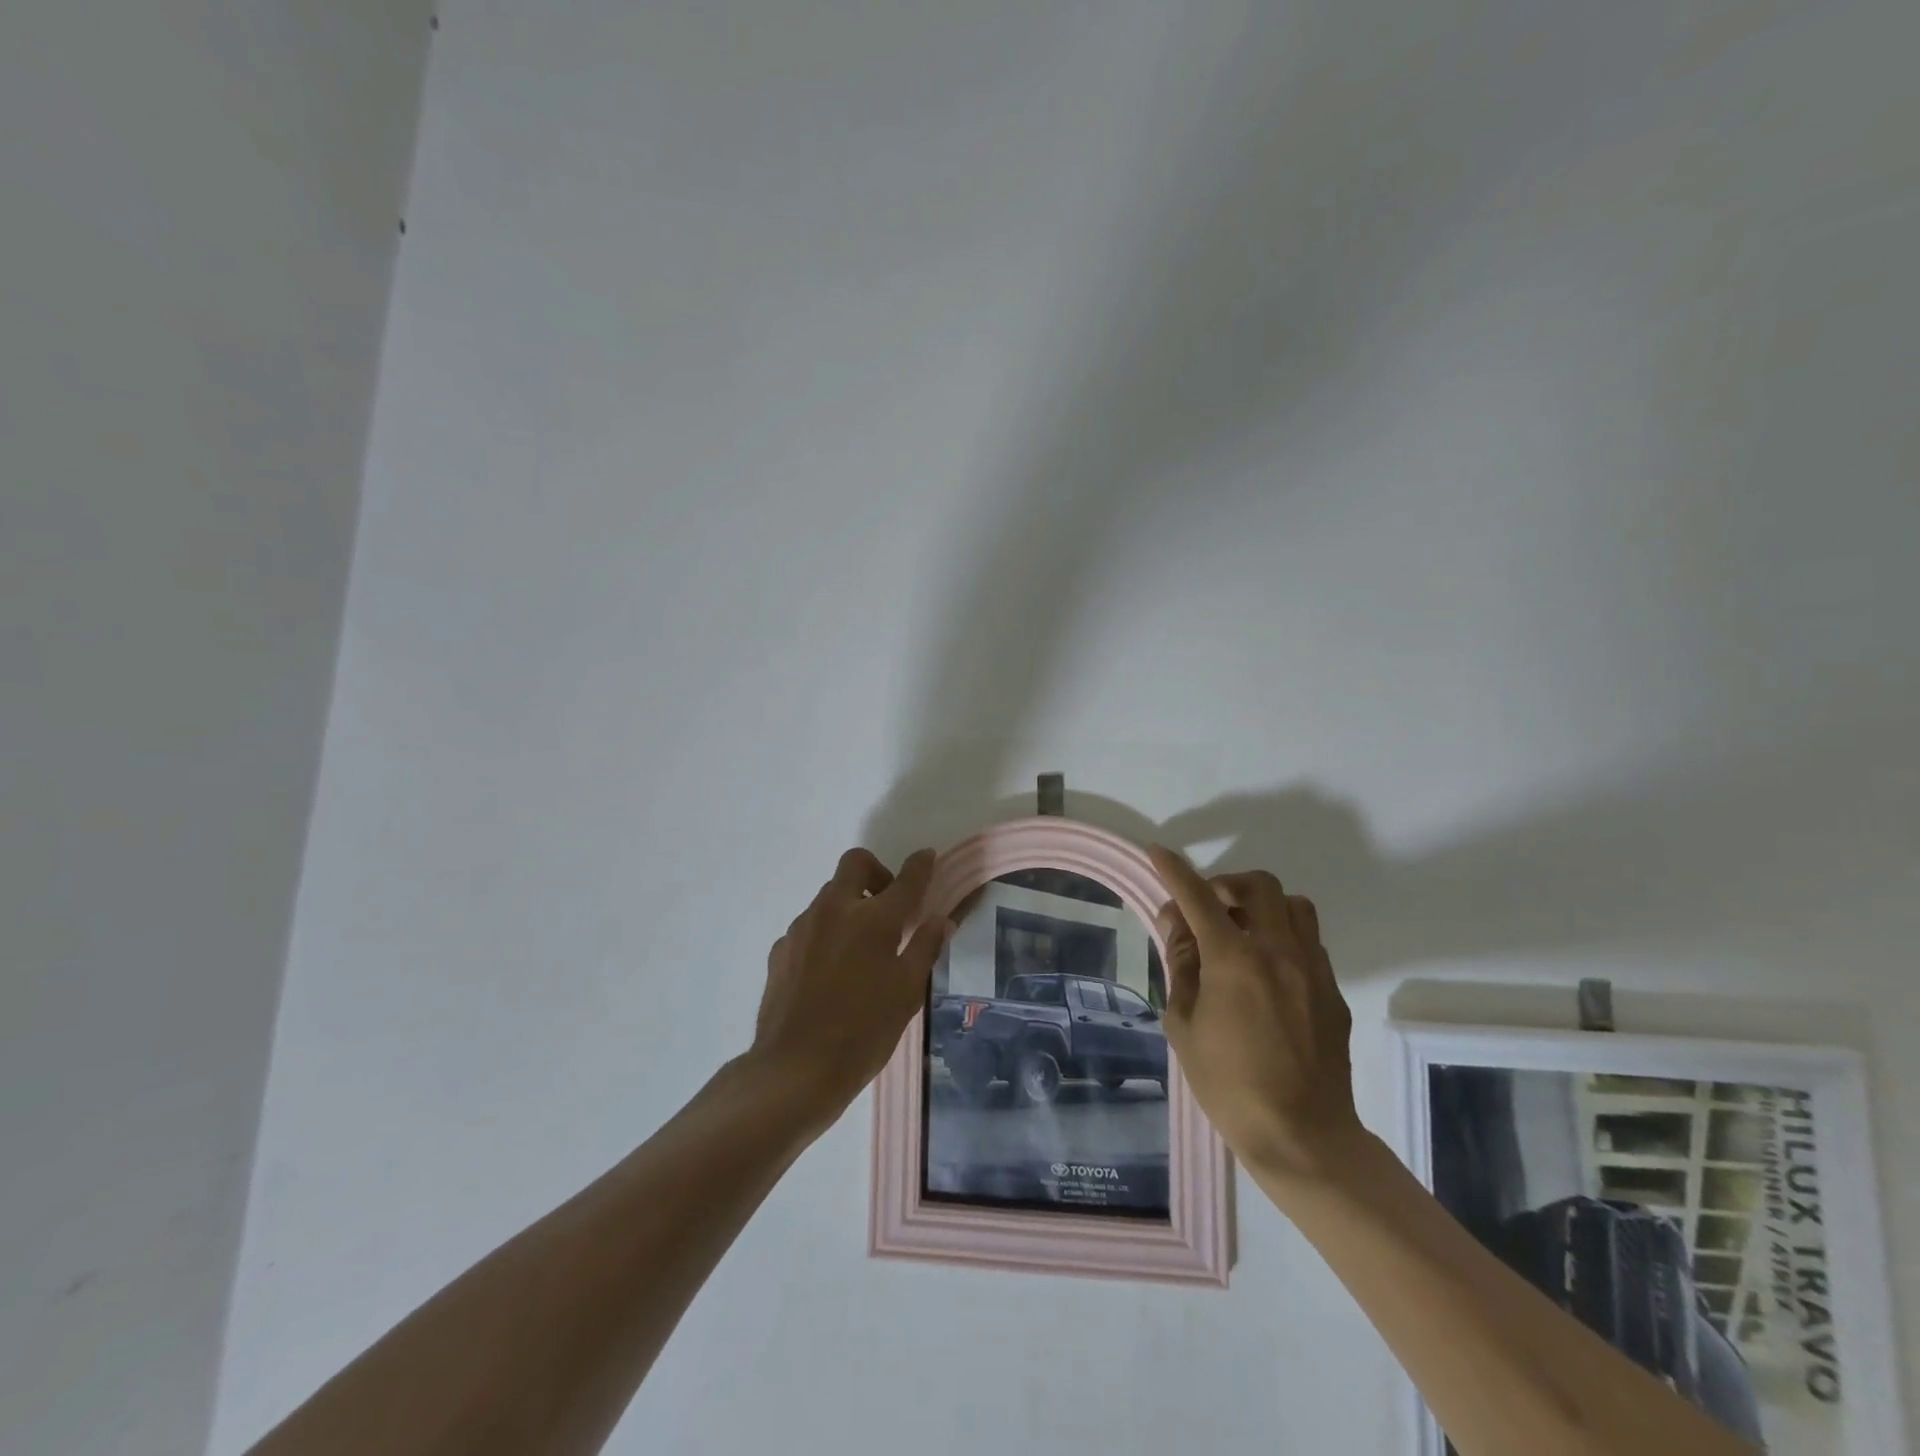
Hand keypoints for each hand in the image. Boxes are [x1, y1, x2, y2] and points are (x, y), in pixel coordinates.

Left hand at [750, 847, 947, 1122]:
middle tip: (888, 907)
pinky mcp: (781, 948)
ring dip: (850, 905)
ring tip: (860, 948)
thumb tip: (941, 919)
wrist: (794, 1069)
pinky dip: (826, 932)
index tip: (927, 857)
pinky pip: (810, 925)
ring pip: (830, 895)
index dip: (920, 865)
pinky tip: (831, 971)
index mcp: (874, 920)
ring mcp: (803, 927)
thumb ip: (925, 948)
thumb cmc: (863, 1032)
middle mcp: (836, 910)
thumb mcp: (906, 992)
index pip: (906, 879)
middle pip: (856, 864)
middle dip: (876, 873)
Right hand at [1148, 846, 1365, 1184]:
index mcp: (1234, 960)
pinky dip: (1283, 936)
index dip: (1174, 871)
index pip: (1198, 898)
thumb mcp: (1184, 1024)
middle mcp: (1278, 952)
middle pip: (1257, 886)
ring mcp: (1313, 969)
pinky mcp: (1333, 991)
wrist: (1302, 1137)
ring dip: (1262, 905)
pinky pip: (1309, 941)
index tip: (1159, 851)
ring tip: (1242, 932)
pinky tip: (1267, 970)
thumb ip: (1181, 967)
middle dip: (1225, 885)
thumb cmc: (1229, 1085)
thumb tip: (1180, 930)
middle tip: (1207, 909)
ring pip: (1293, 905)